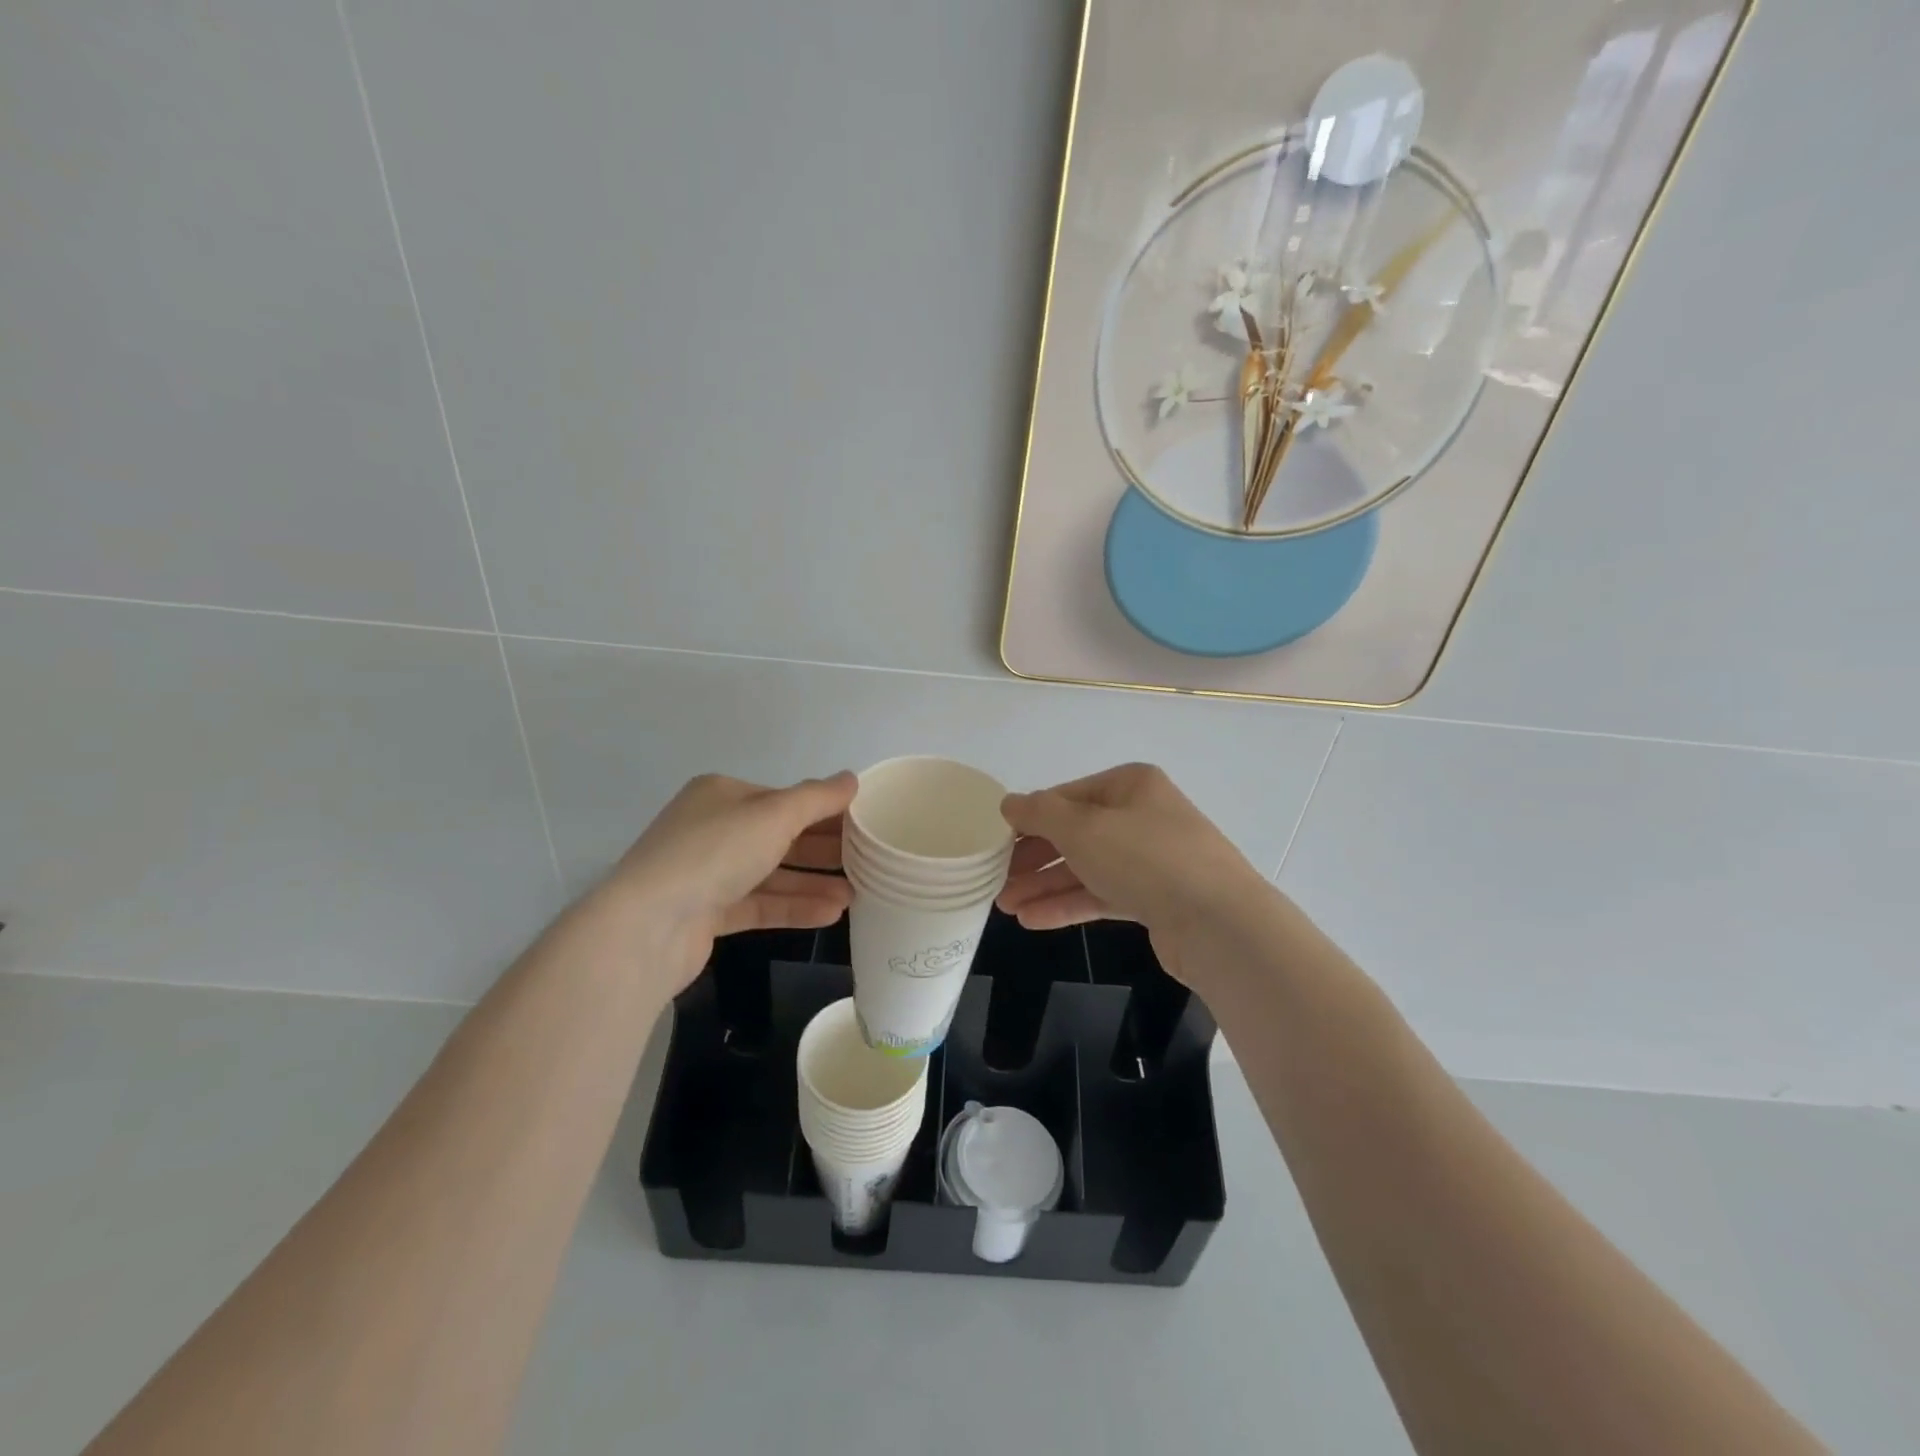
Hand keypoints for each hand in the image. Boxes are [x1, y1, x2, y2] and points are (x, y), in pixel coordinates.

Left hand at [603, 772, 854, 989]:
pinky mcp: (707, 913)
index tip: (864, 825)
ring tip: (856, 894)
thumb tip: (851, 779)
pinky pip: (759, 903)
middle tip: (867, 861)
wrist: (647, 926)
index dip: (825, 811)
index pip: (784, 799)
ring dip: (813, 882)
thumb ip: (817, 798)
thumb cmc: (714, 853)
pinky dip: (792, 907)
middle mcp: (713, 829)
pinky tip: (830, 914)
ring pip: (771, 873)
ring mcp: (707, 873)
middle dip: (823, 849)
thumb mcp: (774, 815)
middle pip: (780, 835)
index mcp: (723, 794)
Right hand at [997, 764, 1269, 983]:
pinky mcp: (1156, 899)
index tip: (995, 842)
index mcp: (1130, 785)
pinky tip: (1033, 920)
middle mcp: (1142, 816)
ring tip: (1005, 906)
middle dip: (1033, 858)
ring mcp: (1152, 859)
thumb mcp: (1082, 828)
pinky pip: (1103, 895)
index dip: (1029, 818)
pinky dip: (1069, 904)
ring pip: (1086, 867)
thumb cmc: (1145, 858)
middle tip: (995, 880)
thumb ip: (1039, 813)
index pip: (1066, 796)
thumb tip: (1009, 803)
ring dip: (1045, 885)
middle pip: (1075, 833)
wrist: (1219, 924)